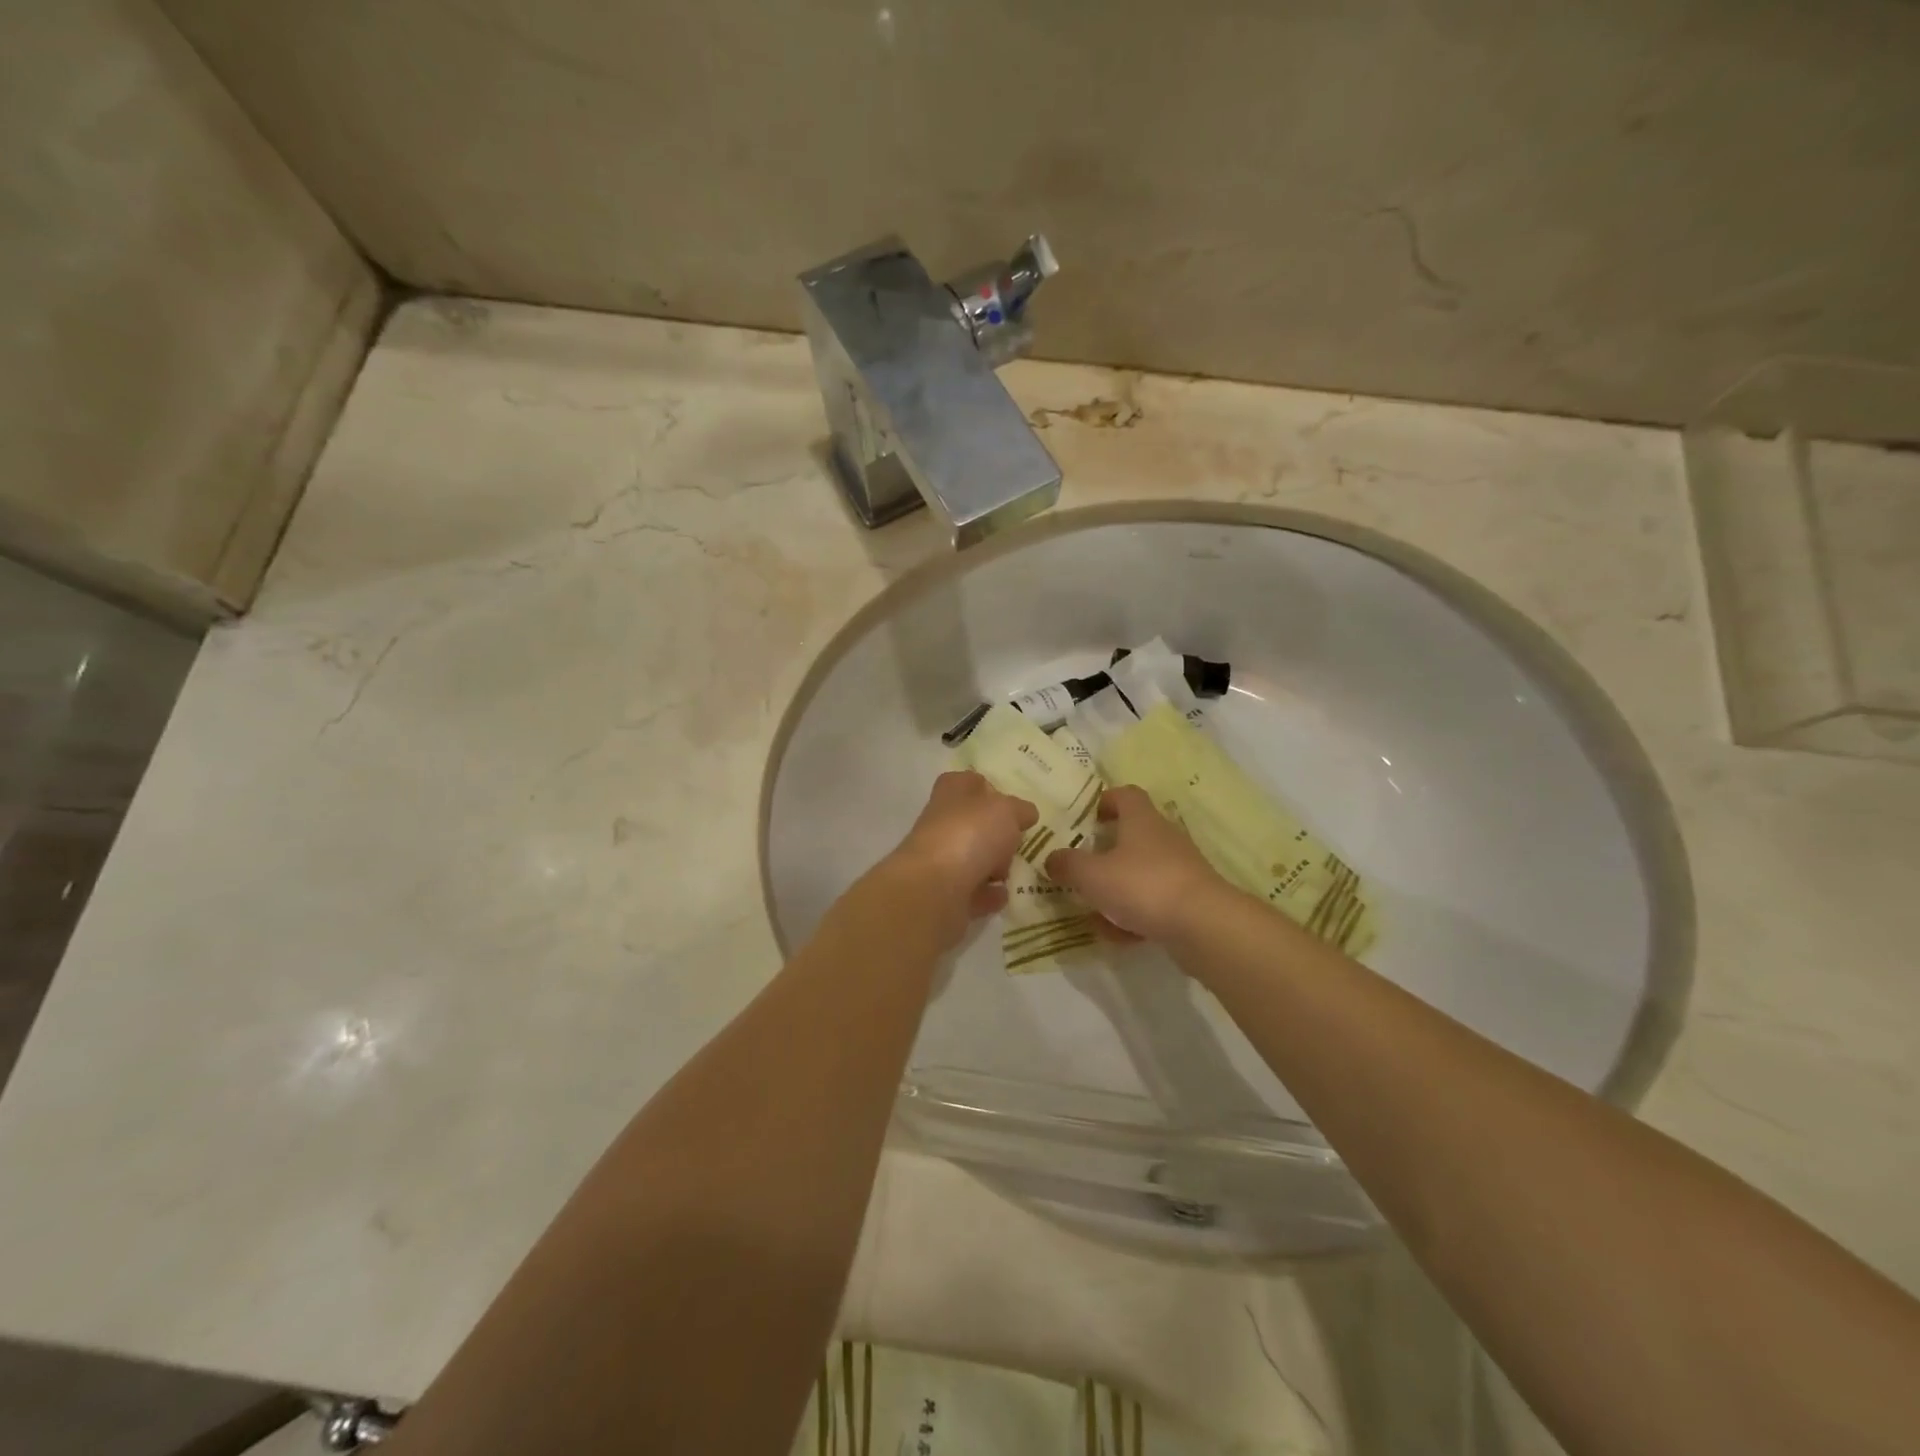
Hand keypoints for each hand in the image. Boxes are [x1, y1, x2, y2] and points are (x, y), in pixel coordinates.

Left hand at [882, 771, 1037, 943]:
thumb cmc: (969, 835)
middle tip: (1019, 841)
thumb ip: (1019, 809)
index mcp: (951, 793)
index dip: (990, 790)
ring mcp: (940, 861)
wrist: (934, 890)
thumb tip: (1025, 813)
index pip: (968, 782)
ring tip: (1015, 870)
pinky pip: (972, 892)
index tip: (1012, 805)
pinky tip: (1005, 894)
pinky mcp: (944, 895)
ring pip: (972, 859)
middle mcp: (941, 824)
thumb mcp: (1006, 810)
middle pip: (972, 823)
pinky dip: (988, 894)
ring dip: (993, 865)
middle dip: (997, 833)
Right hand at [1044, 785, 1230, 943]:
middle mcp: (1163, 838)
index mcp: (1141, 820)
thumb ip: (1068, 865)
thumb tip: (1052, 859)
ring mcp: (1180, 869)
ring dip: (1118, 887)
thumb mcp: (1092, 875)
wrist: (1203, 925)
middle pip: (1134, 834)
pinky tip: (1116, 936)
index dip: (1107, 801)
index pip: (1126, 795)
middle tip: (1083, 865)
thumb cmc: (1143, 885)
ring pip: (1142, 872)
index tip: (1089, 818)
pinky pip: (1154, 902)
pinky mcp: (1190, 900)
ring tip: (1092, 909)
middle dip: (1107, 851)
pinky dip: (1134, 915)